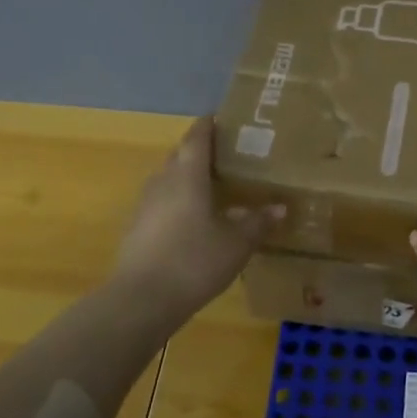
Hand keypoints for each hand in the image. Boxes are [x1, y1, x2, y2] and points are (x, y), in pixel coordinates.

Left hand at [112, 118, 283, 312]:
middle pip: (179, 156)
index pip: (197, 138)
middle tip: (225, 155)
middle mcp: (163, 182)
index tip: (220, 117)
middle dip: (199, 151)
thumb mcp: (236, 244)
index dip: (208, 125)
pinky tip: (192, 221)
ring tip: (211, 187)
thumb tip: (280, 207)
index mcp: (187, 176)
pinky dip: (177, 203)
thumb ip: (257, 223)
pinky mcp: (136, 229)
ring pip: (168, 180)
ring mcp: (145, 206)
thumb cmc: (194, 261)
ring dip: (187, 178)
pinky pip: (160, 204)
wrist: (141, 300)